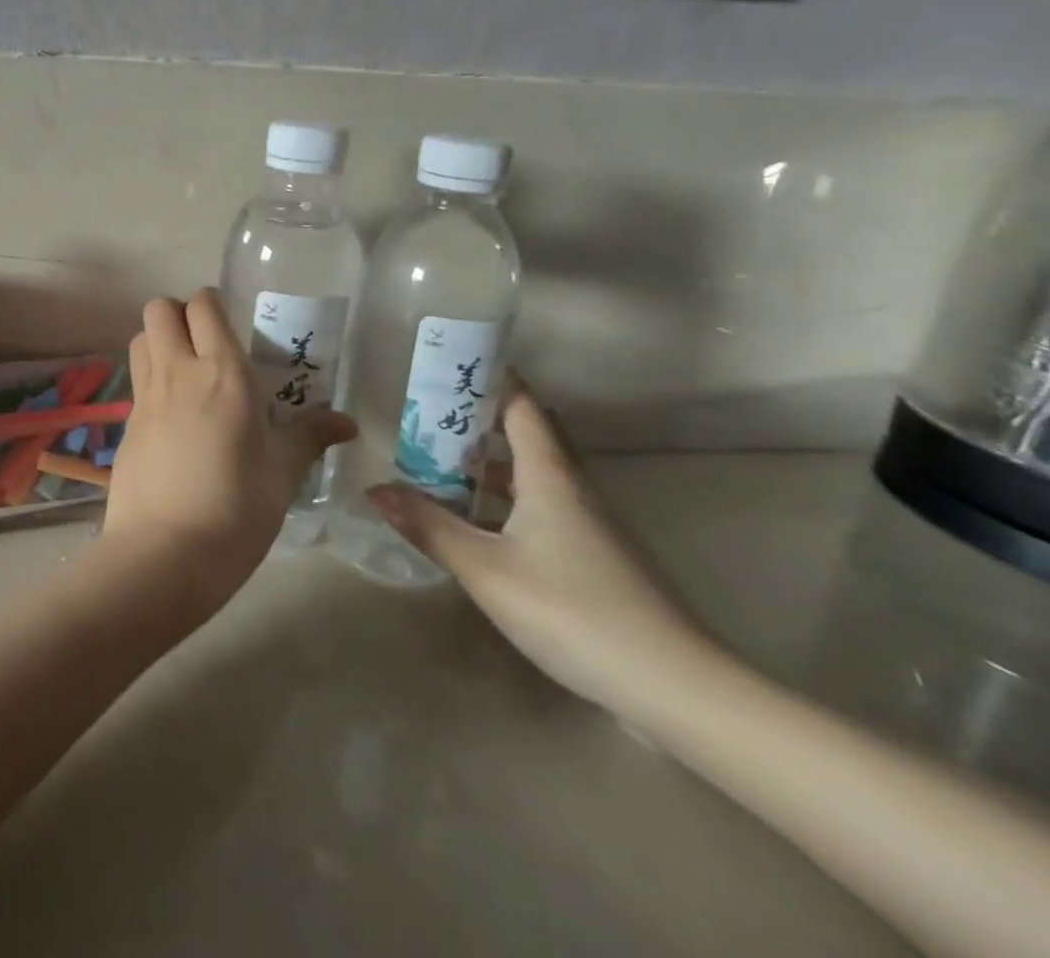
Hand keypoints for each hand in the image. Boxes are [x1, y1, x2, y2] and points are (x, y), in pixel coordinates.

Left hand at [103, 290, 356, 615]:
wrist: (165, 555)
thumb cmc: (237, 509)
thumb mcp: (282, 473)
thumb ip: (310, 437)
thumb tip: (348, 422)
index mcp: (223, 373)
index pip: (204, 305)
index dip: (212, 304)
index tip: (231, 326)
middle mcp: (179, 371)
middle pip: (159, 309)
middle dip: (179, 314)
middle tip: (205, 344)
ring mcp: (146, 396)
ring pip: (140, 338)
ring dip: (159, 341)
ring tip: (186, 372)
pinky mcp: (126, 424)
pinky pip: (136, 380)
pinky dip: (150, 379)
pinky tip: (172, 416)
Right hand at [366, 379, 716, 715]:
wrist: (675, 687)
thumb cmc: (573, 610)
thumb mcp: (486, 569)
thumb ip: (430, 526)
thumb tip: (375, 489)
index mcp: (550, 475)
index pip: (522, 405)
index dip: (490, 378)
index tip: (451, 363)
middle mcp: (573, 488)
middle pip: (529, 435)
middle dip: (482, 420)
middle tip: (433, 417)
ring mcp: (589, 525)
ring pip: (535, 475)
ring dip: (491, 465)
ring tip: (440, 466)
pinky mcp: (596, 558)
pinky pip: (543, 508)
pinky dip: (507, 501)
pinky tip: (479, 526)